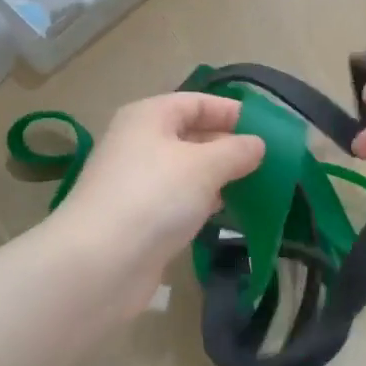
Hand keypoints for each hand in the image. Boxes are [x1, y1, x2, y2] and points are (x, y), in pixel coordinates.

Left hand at [56, 93, 264, 306]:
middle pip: (190, 135)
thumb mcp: (204, 166)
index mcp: (148, 117)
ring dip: (216, 177)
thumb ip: (236, 151)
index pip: (196, 102)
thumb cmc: (155, 197)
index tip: (266, 129)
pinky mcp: (138, 219)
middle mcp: (138, 143)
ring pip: (185, 171)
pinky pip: (176, 201)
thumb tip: (257, 144)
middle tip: (266, 162)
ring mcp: (136, 183)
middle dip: (227, 146)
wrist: (99, 263)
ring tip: (254, 186)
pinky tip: (224, 213)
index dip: (230, 111)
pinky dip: (200, 204)